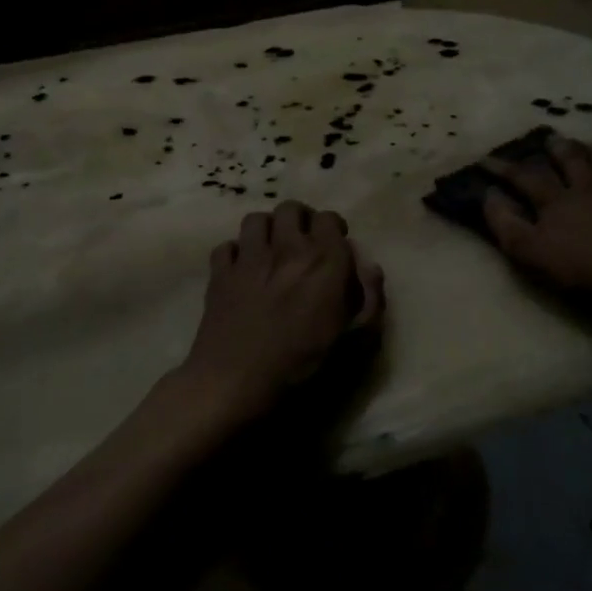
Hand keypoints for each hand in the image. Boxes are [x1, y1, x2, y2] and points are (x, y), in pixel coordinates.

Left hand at [164, 201, 385, 433]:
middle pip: (291, 209)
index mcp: (323, 261)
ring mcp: (249, 257)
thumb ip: (370, 300)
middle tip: (303, 241)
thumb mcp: (354, 341)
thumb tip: (371, 267)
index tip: (335, 246)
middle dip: (300, 219)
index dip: (333, 229)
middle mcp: (286, 248)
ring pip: (256, 219)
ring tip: (271, 248)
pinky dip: (235, 252)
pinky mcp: (220, 272)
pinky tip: (241, 269)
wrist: (236, 381)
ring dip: (267, 229)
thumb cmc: (302, 365)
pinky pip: (226, 245)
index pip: (330, 219)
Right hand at [481, 134, 591, 297]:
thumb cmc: (584, 264)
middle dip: (558, 149)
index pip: (524, 178)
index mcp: (556, 200)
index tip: (486, 158)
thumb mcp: (532, 251)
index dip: (503, 168)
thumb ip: (506, 223)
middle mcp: (588, 188)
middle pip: (571, 162)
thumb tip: (488, 195)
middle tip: (551, 137)